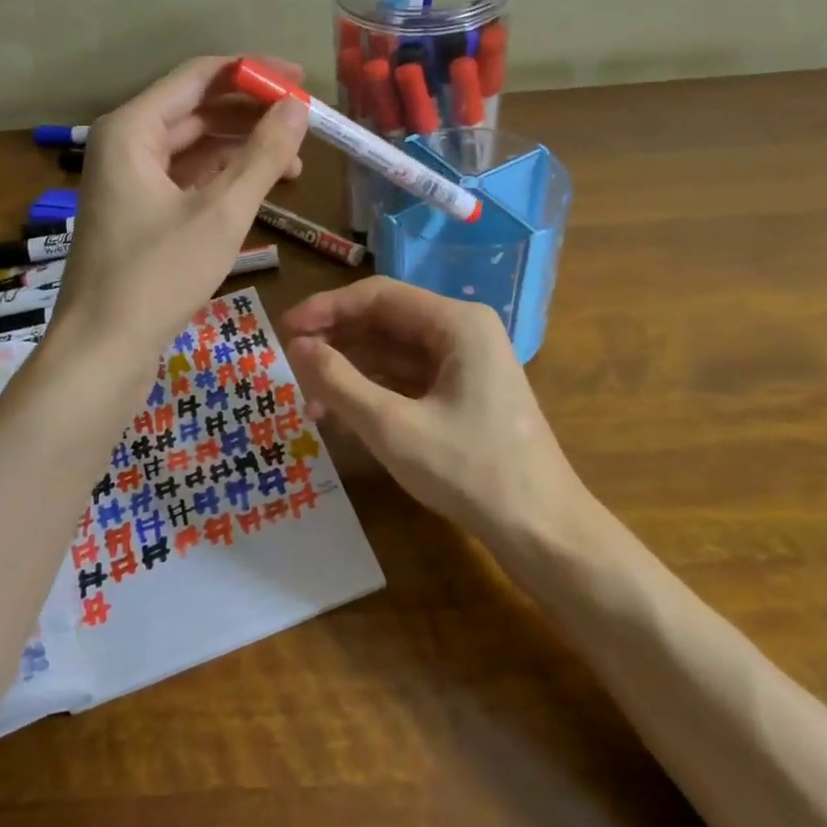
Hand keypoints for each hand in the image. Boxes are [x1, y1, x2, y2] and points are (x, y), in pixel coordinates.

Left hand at [52, 55, 308, 360]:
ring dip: (242, 150)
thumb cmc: (159, 275)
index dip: (252, 73)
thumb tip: (297, 106)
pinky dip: (223, 179)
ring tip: (294, 165)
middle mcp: (126, 144)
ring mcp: (129, 180)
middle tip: (304, 123)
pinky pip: (186, 178)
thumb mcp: (222, 212)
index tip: (300, 80)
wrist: (102, 350)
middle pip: (197, 108)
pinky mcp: (138, 212)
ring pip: (194, 146)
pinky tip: (260, 191)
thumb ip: (263, 155)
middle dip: (251, 114)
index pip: (199, 76)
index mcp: (132, 128)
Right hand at [282, 277, 586, 538]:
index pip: (379, 296)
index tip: (284, 329)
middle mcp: (463, 332)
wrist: (542, 531)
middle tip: (291, 368)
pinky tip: (343, 416)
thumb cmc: (470, 472)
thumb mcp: (393, 427)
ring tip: (310, 403)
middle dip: (337, 343)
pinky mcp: (464, 393)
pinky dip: (374, 392)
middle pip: (386, 321)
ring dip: (351, 372)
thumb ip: (339, 382)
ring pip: (394, 352)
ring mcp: (466, 363)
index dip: (327, 309)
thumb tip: (297, 347)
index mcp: (457, 323)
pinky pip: (409, 379)